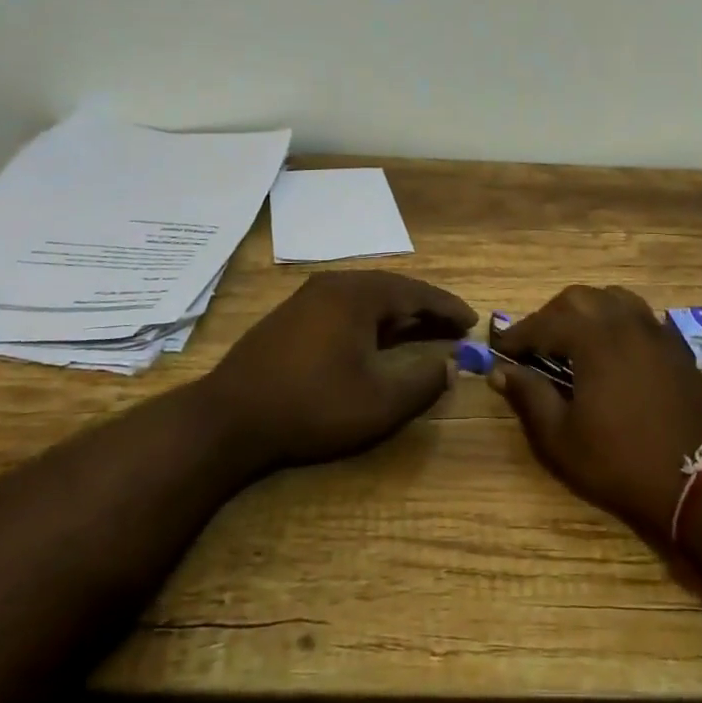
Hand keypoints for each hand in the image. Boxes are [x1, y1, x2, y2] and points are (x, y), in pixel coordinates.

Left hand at [201, 271, 475, 469]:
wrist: (229, 418)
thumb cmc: (312, 405)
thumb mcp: (379, 402)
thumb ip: (424, 381)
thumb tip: (452, 365)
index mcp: (359, 294)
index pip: (416, 292)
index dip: (448, 307)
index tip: (472, 321)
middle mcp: (334, 284)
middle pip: (392, 289)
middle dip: (424, 307)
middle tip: (452, 326)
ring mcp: (308, 298)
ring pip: (366, 297)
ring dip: (396, 313)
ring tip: (420, 330)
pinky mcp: (290, 316)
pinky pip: (344, 306)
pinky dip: (370, 319)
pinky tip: (373, 339)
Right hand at [491, 285, 701, 542]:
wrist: (701, 479)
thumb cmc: (622, 462)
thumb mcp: (562, 438)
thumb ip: (529, 397)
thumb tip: (501, 371)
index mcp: (593, 338)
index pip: (544, 322)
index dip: (518, 335)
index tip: (501, 350)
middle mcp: (624, 321)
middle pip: (578, 299)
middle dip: (550, 317)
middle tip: (535, 346)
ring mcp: (655, 330)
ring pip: (612, 299)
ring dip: (585, 312)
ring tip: (573, 341)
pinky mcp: (676, 346)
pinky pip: (639, 316)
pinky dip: (616, 321)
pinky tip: (612, 350)